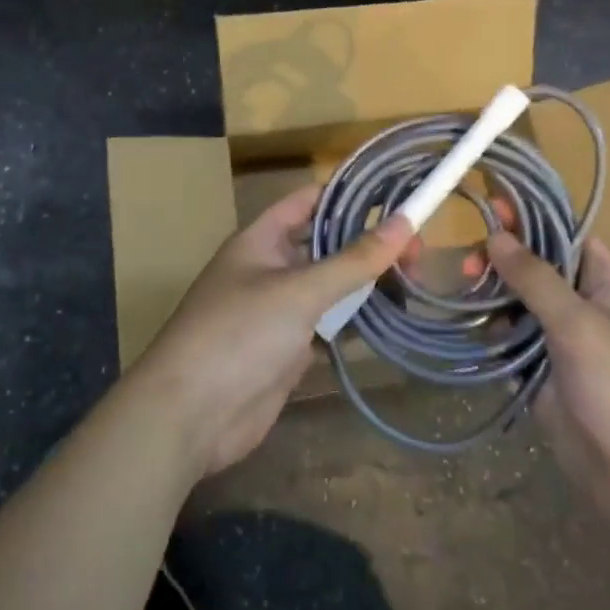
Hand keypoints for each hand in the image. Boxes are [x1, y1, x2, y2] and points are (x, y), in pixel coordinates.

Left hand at [132, 184, 411, 476]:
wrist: (190, 414)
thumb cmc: (240, 333)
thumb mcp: (299, 290)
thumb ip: (353, 260)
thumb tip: (404, 222)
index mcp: (261, 240)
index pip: (308, 201)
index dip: (348, 195)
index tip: (395, 196)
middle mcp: (269, 268)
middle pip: (325, 245)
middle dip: (367, 244)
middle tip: (419, 252)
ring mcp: (277, 311)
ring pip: (330, 287)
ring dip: (366, 284)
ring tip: (416, 281)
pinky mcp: (286, 350)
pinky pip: (327, 325)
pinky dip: (356, 322)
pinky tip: (390, 320)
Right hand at [485, 231, 609, 531]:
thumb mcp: (582, 325)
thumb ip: (536, 279)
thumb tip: (497, 235)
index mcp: (608, 287)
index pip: (567, 237)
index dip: (532, 219)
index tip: (491, 205)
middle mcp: (585, 310)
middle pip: (536, 272)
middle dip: (502, 263)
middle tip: (467, 265)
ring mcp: (564, 347)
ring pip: (518, 310)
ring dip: (492, 301)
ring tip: (461, 296)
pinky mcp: (544, 382)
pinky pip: (512, 349)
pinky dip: (492, 340)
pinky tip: (470, 333)